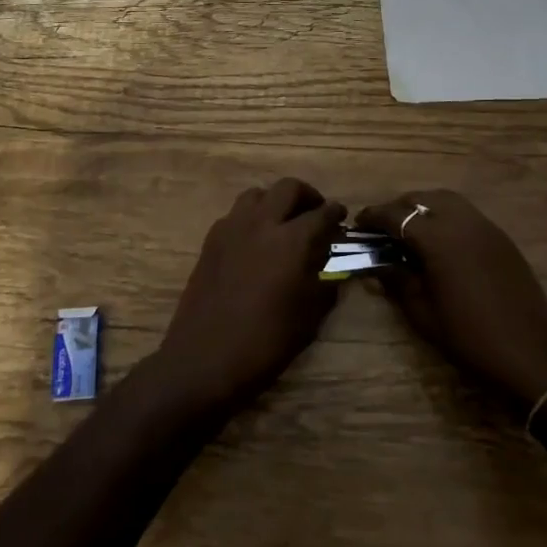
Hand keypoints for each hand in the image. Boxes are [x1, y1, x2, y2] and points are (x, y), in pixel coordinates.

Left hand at [153, 178, 346, 415]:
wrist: (204, 358)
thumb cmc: (265, 342)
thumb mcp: (308, 318)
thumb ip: (325, 284)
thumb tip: (332, 268)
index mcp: (291, 241)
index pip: (321, 214)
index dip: (335, 213)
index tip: (341, 218)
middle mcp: (262, 223)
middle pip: (288, 188)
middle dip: (307, 196)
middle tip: (315, 212)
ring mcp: (232, 228)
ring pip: (258, 194)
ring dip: (275, 201)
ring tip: (283, 222)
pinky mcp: (211, 240)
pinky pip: (236, 214)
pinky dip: (252, 217)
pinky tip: (256, 240)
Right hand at [358, 190, 546, 407]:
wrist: (531, 355)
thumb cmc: (469, 338)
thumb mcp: (423, 313)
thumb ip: (397, 282)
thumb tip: (376, 266)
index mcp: (438, 238)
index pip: (396, 215)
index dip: (373, 217)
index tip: (358, 225)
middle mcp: (462, 222)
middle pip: (421, 199)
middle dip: (398, 208)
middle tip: (383, 229)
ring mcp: (485, 227)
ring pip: (447, 201)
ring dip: (423, 208)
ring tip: (410, 232)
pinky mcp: (501, 238)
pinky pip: (467, 214)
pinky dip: (446, 217)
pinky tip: (440, 244)